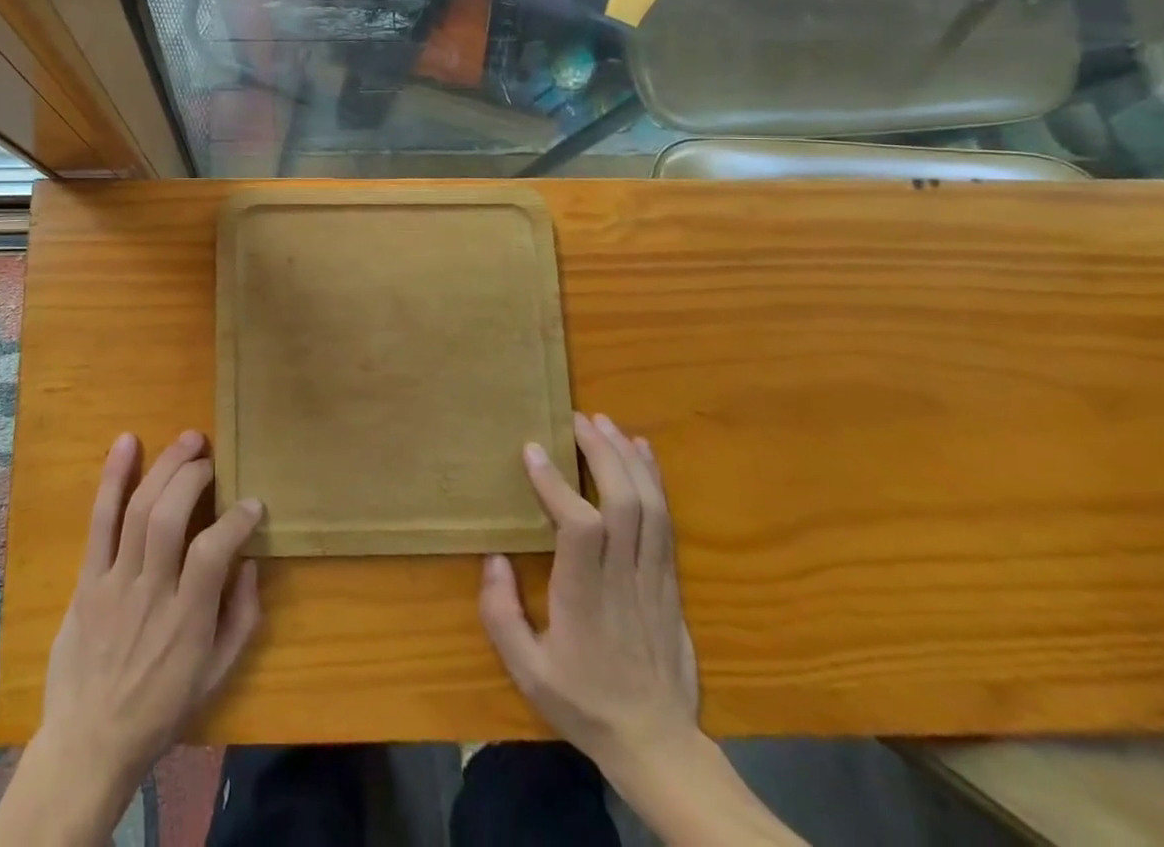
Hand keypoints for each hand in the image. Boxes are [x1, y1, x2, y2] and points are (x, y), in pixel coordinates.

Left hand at [40, 431, 263, 796]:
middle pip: (169, 517)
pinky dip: (113, 478)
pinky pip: (100, 520)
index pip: (213, 552)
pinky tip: (127, 442)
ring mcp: (114, 582)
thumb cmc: (160, 710)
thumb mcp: (217, 678)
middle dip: (194, 475)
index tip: (253, 501)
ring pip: (138, 510)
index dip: (236, 519)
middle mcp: (150, 594)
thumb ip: (242, 618)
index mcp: (187, 622)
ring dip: (164, 466)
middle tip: (211, 456)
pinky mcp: (87, 577)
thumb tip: (251, 562)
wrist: (89, 742)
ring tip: (187, 440)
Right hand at [478, 412, 698, 775]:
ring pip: (650, 507)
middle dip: (601, 453)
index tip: (533, 450)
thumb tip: (493, 557)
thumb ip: (501, 613)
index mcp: (585, 600)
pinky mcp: (670, 582)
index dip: (557, 484)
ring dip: (627, 458)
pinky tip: (642, 452)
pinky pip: (667, 523)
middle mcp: (624, 581)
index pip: (582, 528)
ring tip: (605, 422)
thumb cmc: (583, 701)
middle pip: (623, 504)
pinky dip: (654, 481)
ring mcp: (654, 580)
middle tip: (574, 418)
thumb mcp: (526, 670)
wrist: (658, 745)